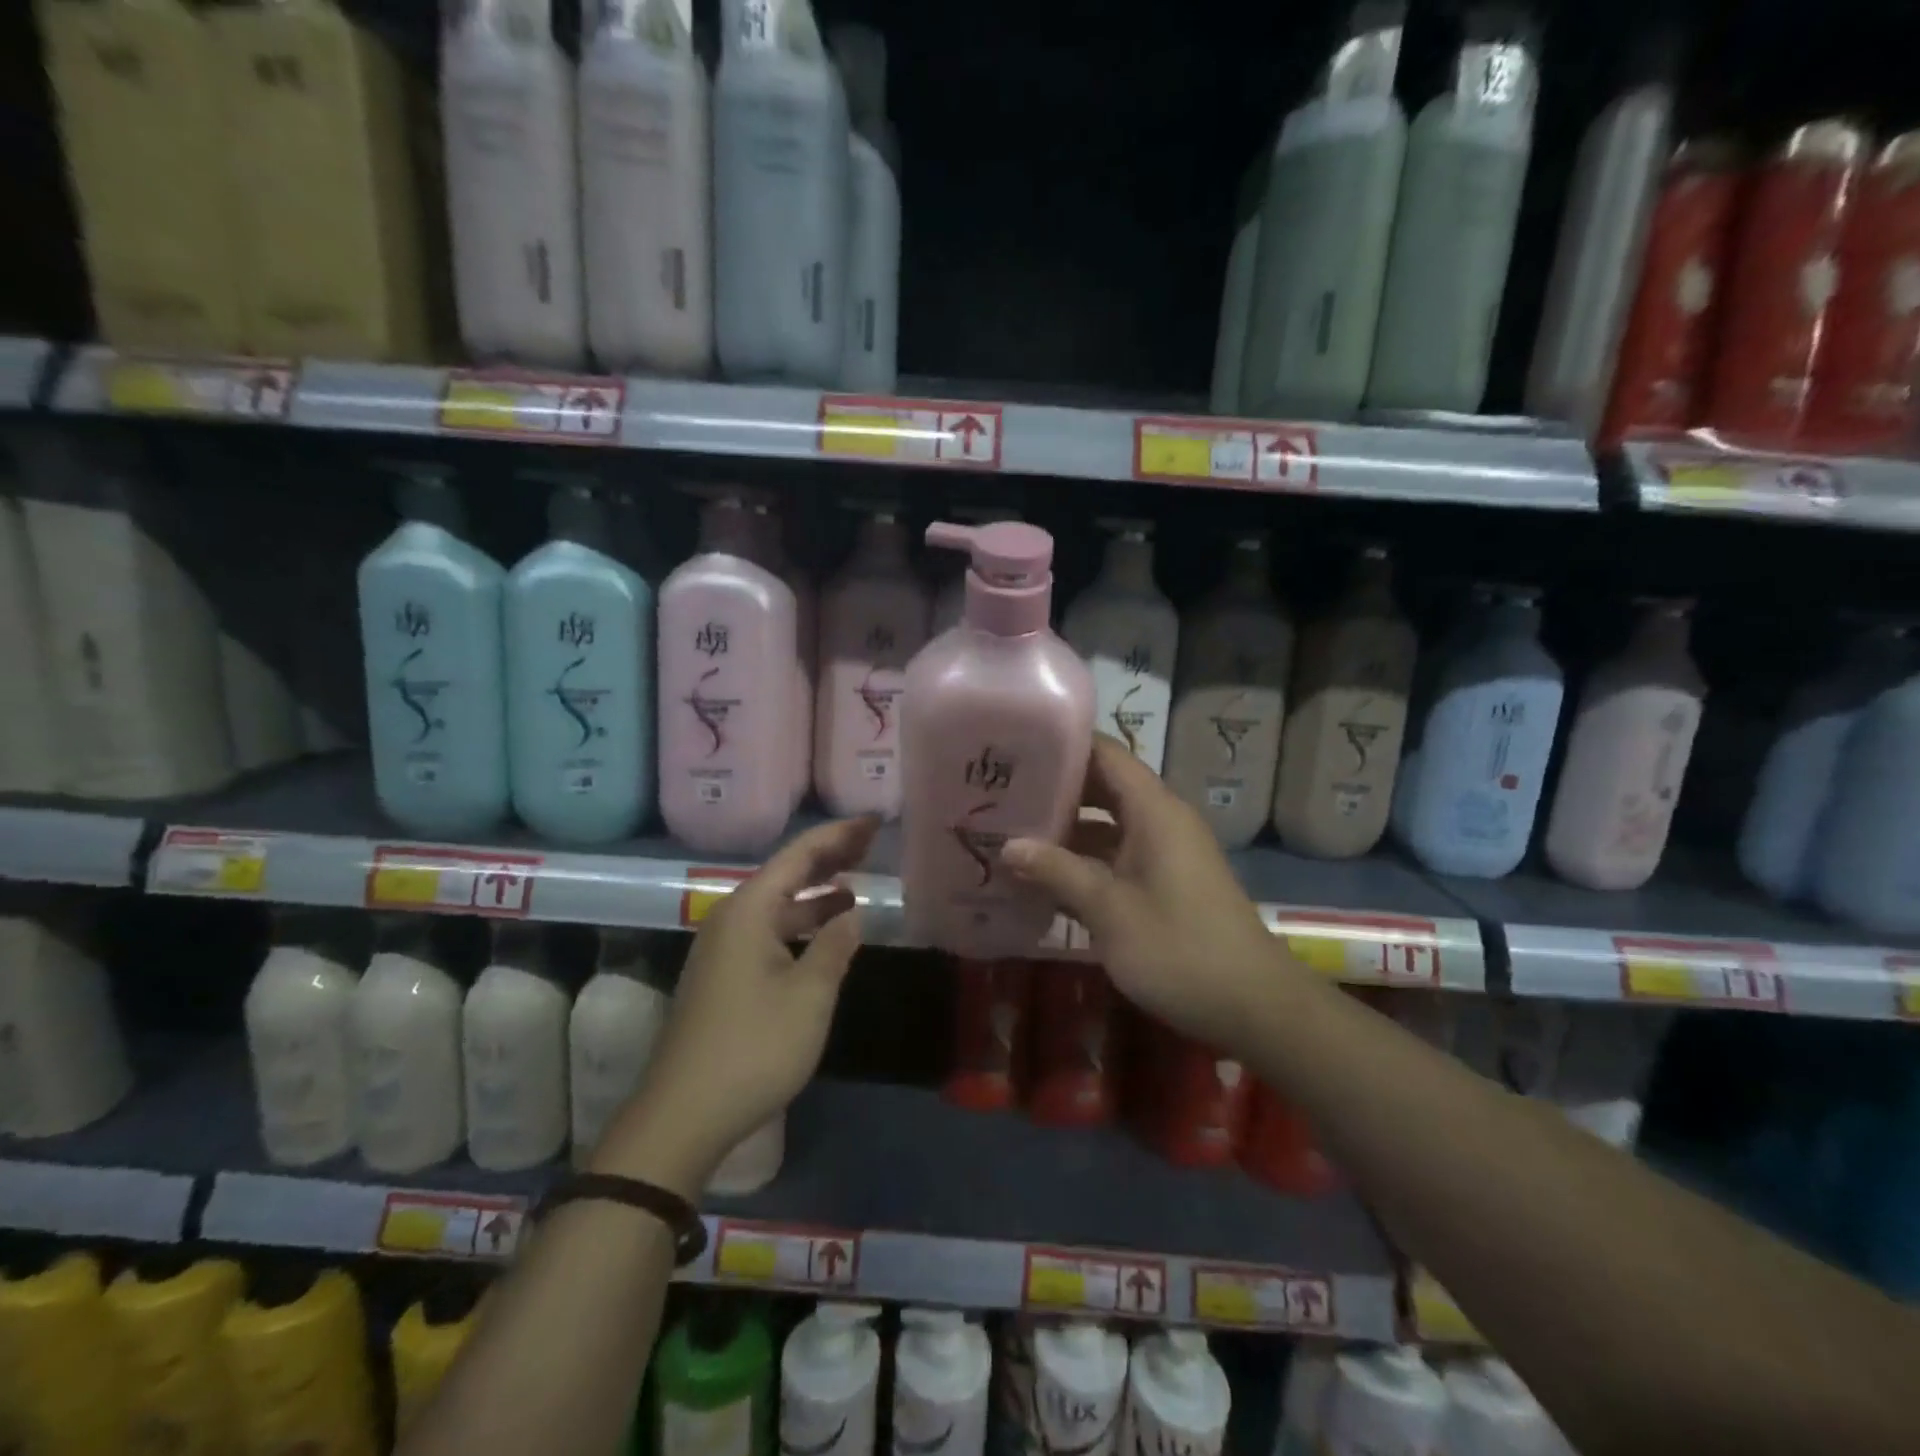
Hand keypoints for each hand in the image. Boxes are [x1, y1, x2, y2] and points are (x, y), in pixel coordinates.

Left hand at [598, 817, 877, 1190]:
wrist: (683, 1114)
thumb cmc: (753, 1047)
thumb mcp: (809, 995)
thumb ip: (835, 946)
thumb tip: (852, 913)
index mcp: (749, 911)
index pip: (800, 855)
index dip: (840, 835)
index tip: (873, 820)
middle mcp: (731, 919)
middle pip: (786, 873)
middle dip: (829, 856)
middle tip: (871, 841)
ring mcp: (724, 949)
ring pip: (777, 904)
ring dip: (816, 892)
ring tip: (857, 882)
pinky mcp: (723, 976)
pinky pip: (769, 930)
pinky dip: (801, 922)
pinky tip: (825, 933)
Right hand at [1002, 735, 1280, 1051]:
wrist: (1254, 1007)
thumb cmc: (1180, 950)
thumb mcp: (1110, 910)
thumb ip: (1058, 871)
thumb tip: (1008, 845)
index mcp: (1155, 810)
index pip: (1106, 754)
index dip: (1063, 744)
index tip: (1015, 746)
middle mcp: (1161, 820)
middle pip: (1103, 786)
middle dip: (1055, 789)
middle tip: (1000, 791)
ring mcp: (1164, 852)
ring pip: (1107, 824)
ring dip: (1065, 829)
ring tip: (1010, 830)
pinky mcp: (1164, 882)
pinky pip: (1117, 855)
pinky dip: (1083, 860)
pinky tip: (1043, 877)